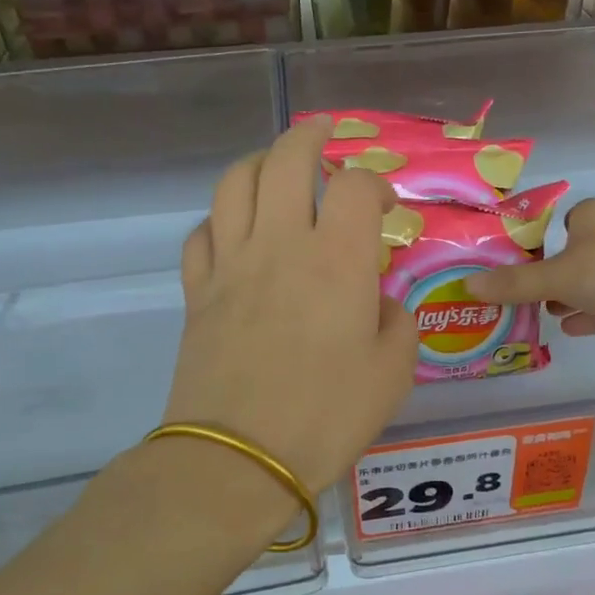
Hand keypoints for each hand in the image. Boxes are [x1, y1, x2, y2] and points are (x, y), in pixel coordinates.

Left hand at [164, 115, 416, 497]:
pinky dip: (219, 219)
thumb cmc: (327, 416)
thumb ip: (397, 324)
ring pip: (234, 183)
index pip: (357, 186)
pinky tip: (234, 231)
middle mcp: (281, 244)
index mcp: (337, 259)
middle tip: (326, 135)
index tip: (386, 205)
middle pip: (287, 159)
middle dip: (311, 136)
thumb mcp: (392, 374)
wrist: (239, 459)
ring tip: (276, 167)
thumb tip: (381, 305)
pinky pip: (201, 234)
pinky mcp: (197, 292)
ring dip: (259, 162)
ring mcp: (231, 264)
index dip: (377, 182)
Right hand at [463, 198, 594, 352]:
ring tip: (537, 312)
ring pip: (591, 284)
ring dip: (568, 297)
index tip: (515, 261)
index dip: (539, 240)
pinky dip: (587, 317)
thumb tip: (467, 285)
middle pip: (574, 255)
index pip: (561, 222)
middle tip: (518, 292)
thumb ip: (513, 284)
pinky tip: (564, 329)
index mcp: (593, 217)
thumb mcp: (554, 275)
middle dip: (551, 274)